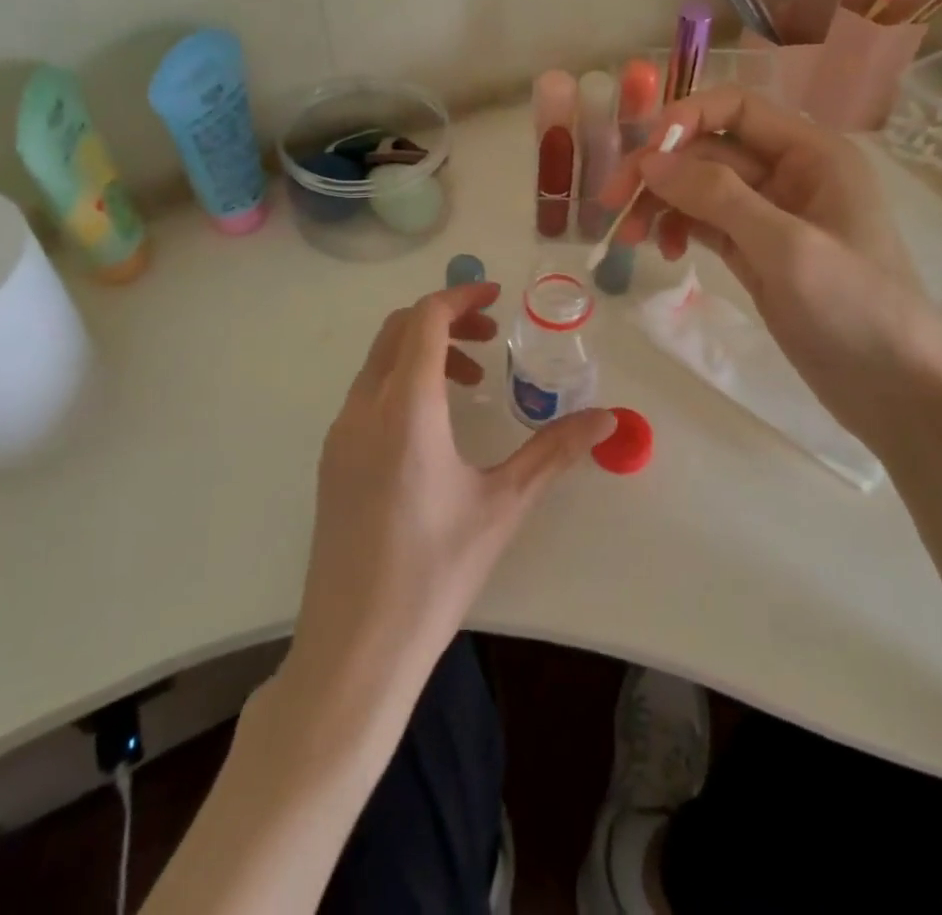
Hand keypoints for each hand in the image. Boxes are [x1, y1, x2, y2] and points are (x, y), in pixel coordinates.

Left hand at [289, 282, 614, 690]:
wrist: (355, 646)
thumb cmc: (435, 571)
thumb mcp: (503, 505)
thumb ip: (554, 451)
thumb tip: (608, 419)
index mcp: (405, 408)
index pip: (425, 320)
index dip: (460, 295)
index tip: (496, 296)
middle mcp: (363, 408)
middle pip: (398, 330)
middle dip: (445, 318)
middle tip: (490, 336)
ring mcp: (340, 434)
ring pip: (380, 361)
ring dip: (424, 352)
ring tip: (472, 383)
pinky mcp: (332, 460)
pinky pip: (367, 393)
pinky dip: (402, 382)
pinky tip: (434, 427)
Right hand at [602, 86, 941, 436]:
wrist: (896, 390)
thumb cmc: (855, 308)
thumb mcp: (785, 247)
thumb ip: (717, 196)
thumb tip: (650, 160)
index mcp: (812, 153)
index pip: (736, 109)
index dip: (684, 120)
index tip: (641, 159)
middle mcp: (789, 173)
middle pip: (708, 150)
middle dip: (660, 172)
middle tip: (612, 205)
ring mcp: (770, 215)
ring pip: (699, 188)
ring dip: (661, 204)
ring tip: (632, 240)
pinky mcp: (756, 251)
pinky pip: (705, 222)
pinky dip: (679, 229)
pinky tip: (666, 251)